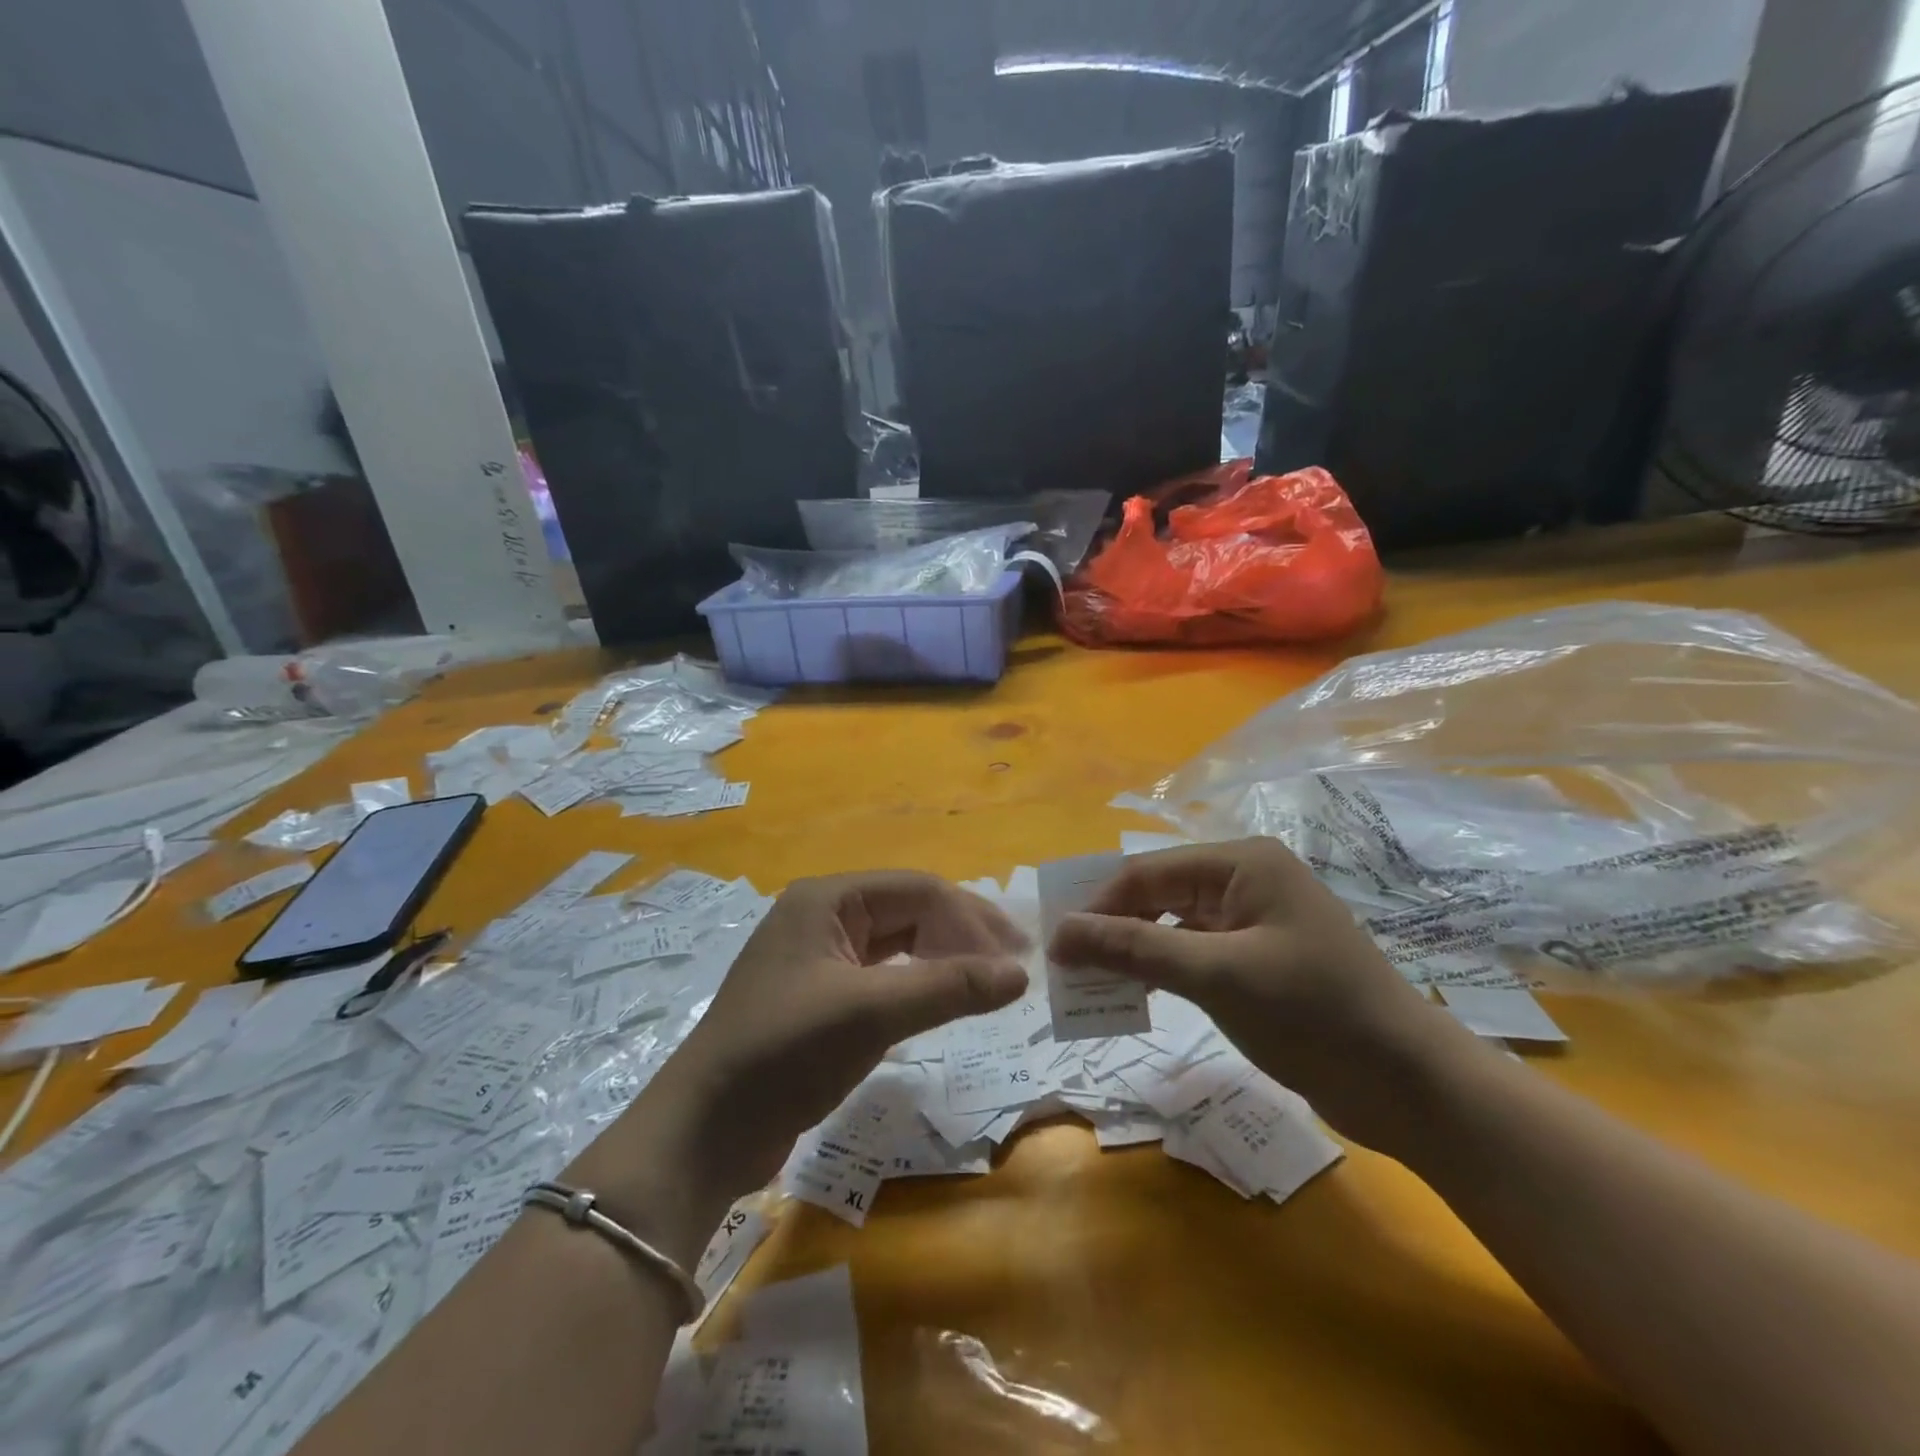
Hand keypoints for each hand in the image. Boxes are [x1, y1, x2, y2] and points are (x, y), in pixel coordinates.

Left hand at [569, 872, 1026, 1259]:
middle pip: (909, 912)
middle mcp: (823, 917)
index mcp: (828, 899)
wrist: (705, 1132)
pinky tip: (941, 1003)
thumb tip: (1021, 974)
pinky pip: (881, 977)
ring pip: (897, 945)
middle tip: (1011, 970)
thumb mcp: (871, 1012)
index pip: (918, 890)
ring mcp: (818, 959)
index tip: (1018, 957)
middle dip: (961, 936)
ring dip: (942, 960)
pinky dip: (916, 986)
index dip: (972, 918)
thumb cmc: (785, 1052)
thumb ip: (949, 987)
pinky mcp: (818, 998)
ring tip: (986, 985)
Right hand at [1047, 838, 1481, 1153]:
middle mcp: (1245, 880)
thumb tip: (1060, 934)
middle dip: (1112, 930)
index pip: (1147, 872)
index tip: (1056, 949)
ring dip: (1133, 954)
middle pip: (1157, 895)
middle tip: (1068, 971)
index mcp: (1241, 862)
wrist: (1410, 1086)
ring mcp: (1253, 922)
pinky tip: (1137, 997)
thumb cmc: (1314, 1013)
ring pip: (1171, 927)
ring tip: (1093, 987)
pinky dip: (1161, 973)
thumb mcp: (1216, 975)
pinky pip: (1193, 955)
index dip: (1097, 907)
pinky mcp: (1258, 961)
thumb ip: (1134, 948)